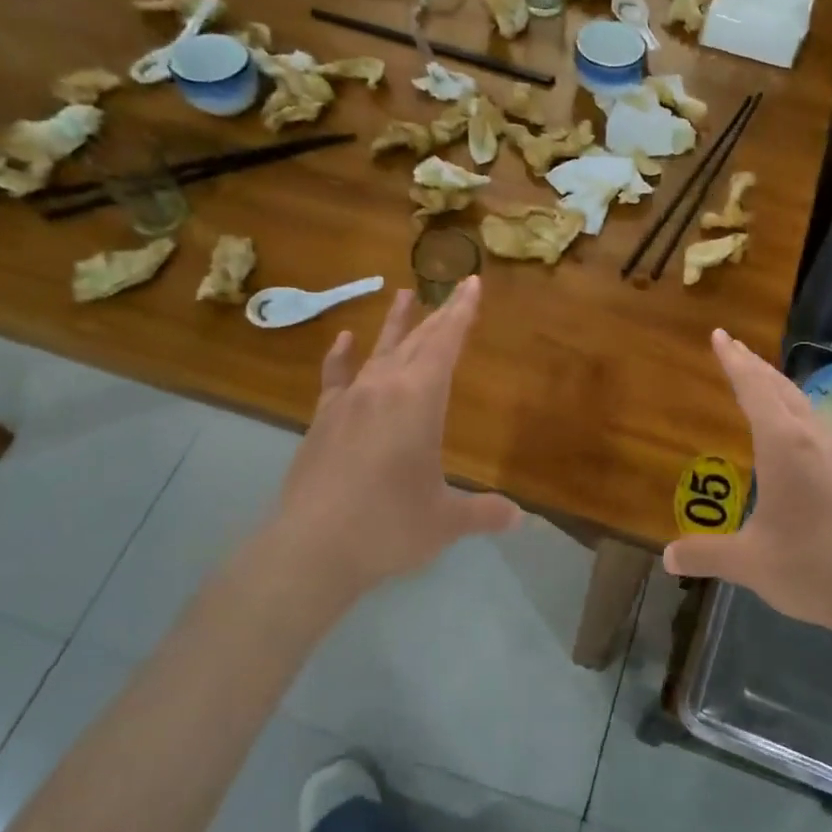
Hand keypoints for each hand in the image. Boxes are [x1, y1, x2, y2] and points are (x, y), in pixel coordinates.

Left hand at [259, 278, 520, 609]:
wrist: (310, 548)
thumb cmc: (388, 526)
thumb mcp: (446, 521)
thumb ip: (484, 513)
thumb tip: (520, 518)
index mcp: (419, 401)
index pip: (446, 344)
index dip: (462, 313)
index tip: (471, 283)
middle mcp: (383, 388)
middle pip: (416, 342)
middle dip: (440, 316)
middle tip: (454, 291)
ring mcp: (348, 402)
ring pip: (378, 351)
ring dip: (395, 324)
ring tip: (404, 294)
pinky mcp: (322, 420)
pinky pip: (336, 377)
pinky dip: (342, 356)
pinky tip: (344, 340)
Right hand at [663, 331, 831, 646]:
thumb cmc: (812, 566)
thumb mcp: (749, 562)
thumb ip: (705, 554)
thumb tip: (668, 557)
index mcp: (784, 444)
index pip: (753, 388)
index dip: (733, 361)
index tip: (719, 335)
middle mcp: (814, 437)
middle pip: (781, 388)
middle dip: (754, 366)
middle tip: (733, 348)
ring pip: (804, 405)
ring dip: (778, 388)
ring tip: (761, 383)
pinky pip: (819, 425)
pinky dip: (797, 412)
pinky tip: (798, 434)